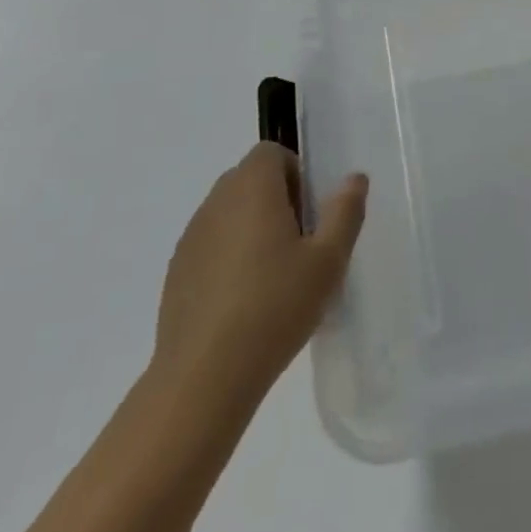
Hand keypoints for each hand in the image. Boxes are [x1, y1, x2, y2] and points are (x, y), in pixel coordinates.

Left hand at [151, 142, 367, 404]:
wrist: (203, 378)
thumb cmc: (275, 307)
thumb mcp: (328, 260)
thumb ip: (345, 211)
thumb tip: (354, 178)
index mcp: (252, 187)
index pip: (271, 152)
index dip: (295, 174)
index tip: (311, 214)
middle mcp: (216, 202)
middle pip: (250, 180)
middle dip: (277, 201)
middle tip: (301, 246)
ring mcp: (191, 238)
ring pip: (229, 214)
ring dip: (252, 230)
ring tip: (274, 278)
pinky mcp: (176, 274)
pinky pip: (210, 247)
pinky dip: (229, 259)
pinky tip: (244, 304)